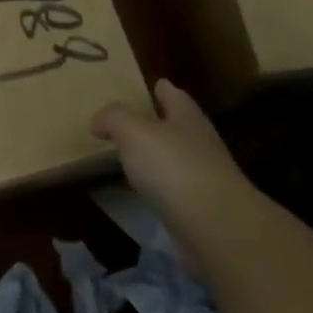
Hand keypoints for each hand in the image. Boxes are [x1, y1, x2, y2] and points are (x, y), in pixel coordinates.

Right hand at [92, 79, 247, 254]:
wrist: (215, 229)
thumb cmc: (174, 167)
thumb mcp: (134, 131)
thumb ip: (113, 118)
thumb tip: (97, 122)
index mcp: (186, 117)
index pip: (173, 95)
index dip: (160, 88)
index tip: (148, 84)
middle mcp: (197, 143)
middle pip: (174, 126)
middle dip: (153, 122)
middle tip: (121, 120)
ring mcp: (200, 178)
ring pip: (170, 159)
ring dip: (150, 157)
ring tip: (120, 155)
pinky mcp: (195, 210)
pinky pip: (167, 189)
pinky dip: (151, 186)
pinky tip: (133, 189)